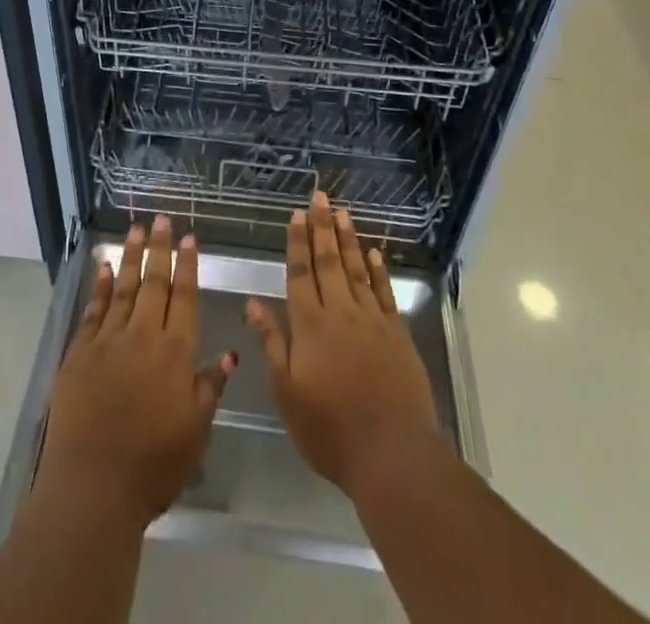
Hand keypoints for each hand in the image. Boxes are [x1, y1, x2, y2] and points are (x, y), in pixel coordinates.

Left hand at [37, 216, 238, 525]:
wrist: (93, 488)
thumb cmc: (154, 465)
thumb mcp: (196, 431)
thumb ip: (210, 386)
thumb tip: (228, 352)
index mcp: (175, 353)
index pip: (184, 297)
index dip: (188, 265)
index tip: (189, 237)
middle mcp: (143, 336)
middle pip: (154, 283)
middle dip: (159, 248)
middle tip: (161, 219)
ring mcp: (108, 341)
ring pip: (122, 287)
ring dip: (130, 256)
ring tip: (135, 229)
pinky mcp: (79, 353)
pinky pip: (92, 309)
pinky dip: (98, 286)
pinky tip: (101, 267)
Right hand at [247, 193, 443, 497]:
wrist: (392, 454)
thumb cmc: (330, 429)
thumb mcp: (287, 392)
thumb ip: (271, 343)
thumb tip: (252, 302)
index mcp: (309, 325)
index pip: (300, 273)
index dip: (297, 242)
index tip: (296, 213)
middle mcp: (340, 312)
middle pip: (329, 261)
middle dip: (322, 227)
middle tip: (320, 196)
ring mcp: (371, 320)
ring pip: (356, 269)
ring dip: (348, 239)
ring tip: (343, 212)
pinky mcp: (397, 334)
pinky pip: (384, 292)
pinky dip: (378, 271)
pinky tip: (373, 253)